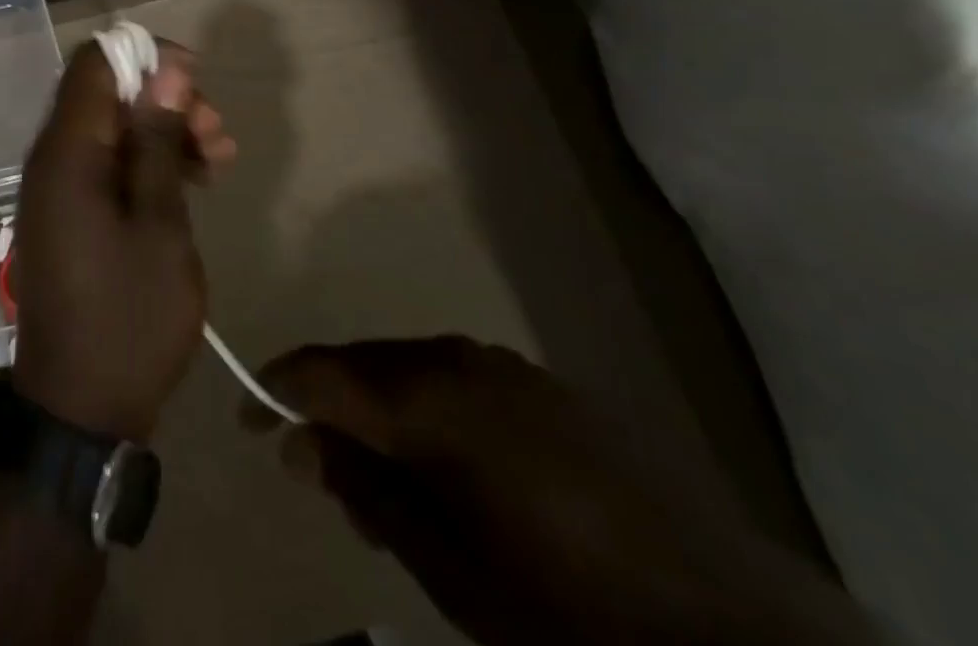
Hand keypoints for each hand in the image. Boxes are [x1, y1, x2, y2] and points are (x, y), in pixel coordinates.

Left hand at [10, 37, 234, 441]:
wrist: (80, 414)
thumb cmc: (128, 319)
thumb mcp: (159, 224)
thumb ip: (156, 141)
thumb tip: (165, 70)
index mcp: (66, 153)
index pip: (96, 63)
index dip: (147, 56)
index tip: (196, 79)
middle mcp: (52, 159)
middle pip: (107, 94)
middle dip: (165, 99)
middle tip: (216, 132)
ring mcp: (58, 189)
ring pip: (113, 129)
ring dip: (164, 131)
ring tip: (219, 158)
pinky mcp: (69, 215)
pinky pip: (107, 164)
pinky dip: (148, 163)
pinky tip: (193, 181)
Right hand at [245, 338, 879, 645]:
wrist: (729, 625)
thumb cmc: (566, 610)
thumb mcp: (450, 569)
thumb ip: (369, 491)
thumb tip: (300, 443)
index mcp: (430, 398)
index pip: (325, 375)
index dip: (277, 389)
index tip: (248, 415)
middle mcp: (459, 359)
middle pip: (366, 365)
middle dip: (330, 406)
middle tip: (317, 472)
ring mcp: (506, 366)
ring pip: (410, 369)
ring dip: (380, 410)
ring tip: (381, 482)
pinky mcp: (543, 385)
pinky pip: (457, 379)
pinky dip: (428, 410)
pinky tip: (445, 464)